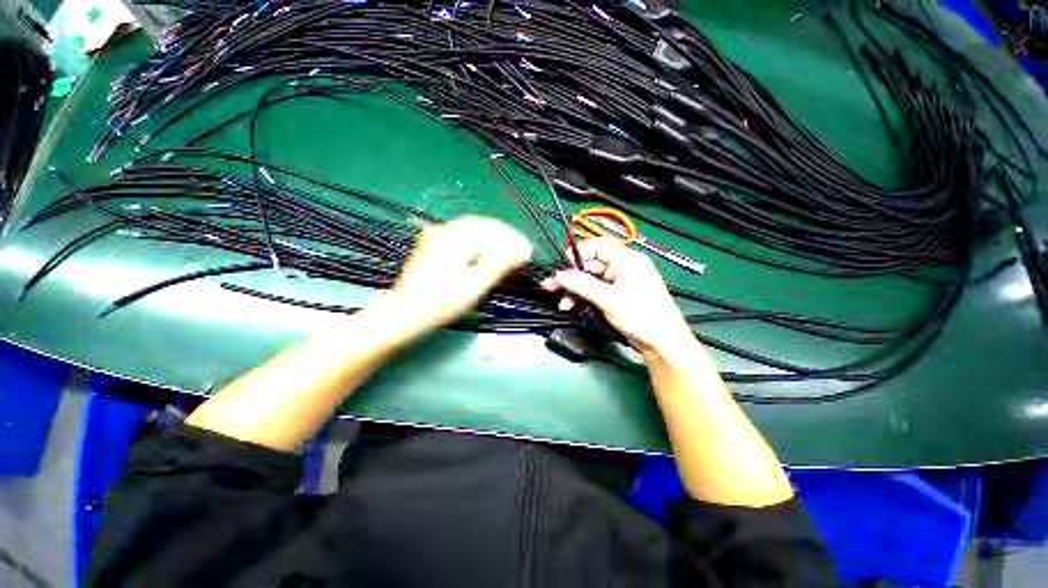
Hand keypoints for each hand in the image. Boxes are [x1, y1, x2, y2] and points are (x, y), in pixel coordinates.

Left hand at [382, 216, 531, 329]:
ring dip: (492, 240)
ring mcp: (438, 239)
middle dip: (504, 238)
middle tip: (520, 252)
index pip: (491, 228)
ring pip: (472, 232)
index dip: (512, 238)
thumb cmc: (441, 302)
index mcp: (455, 237)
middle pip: (482, 227)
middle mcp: (445, 231)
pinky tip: (486, 255)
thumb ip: (500, 264)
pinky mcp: (434, 248)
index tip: (526, 250)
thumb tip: (522, 250)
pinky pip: (462, 238)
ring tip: (507, 253)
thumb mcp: (475, 284)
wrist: (405, 313)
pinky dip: (479, 244)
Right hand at [541, 237, 694, 354]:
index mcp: (626, 259)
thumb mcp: (608, 299)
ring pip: (591, 279)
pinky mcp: (618, 294)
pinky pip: (597, 290)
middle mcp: (623, 266)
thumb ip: (582, 285)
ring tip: (562, 302)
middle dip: (572, 277)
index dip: (578, 253)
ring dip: (576, 290)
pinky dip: (585, 296)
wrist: (662, 342)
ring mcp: (620, 281)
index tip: (563, 267)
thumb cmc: (640, 315)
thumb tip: (558, 275)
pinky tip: (572, 306)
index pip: (597, 245)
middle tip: (551, 286)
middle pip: (591, 264)